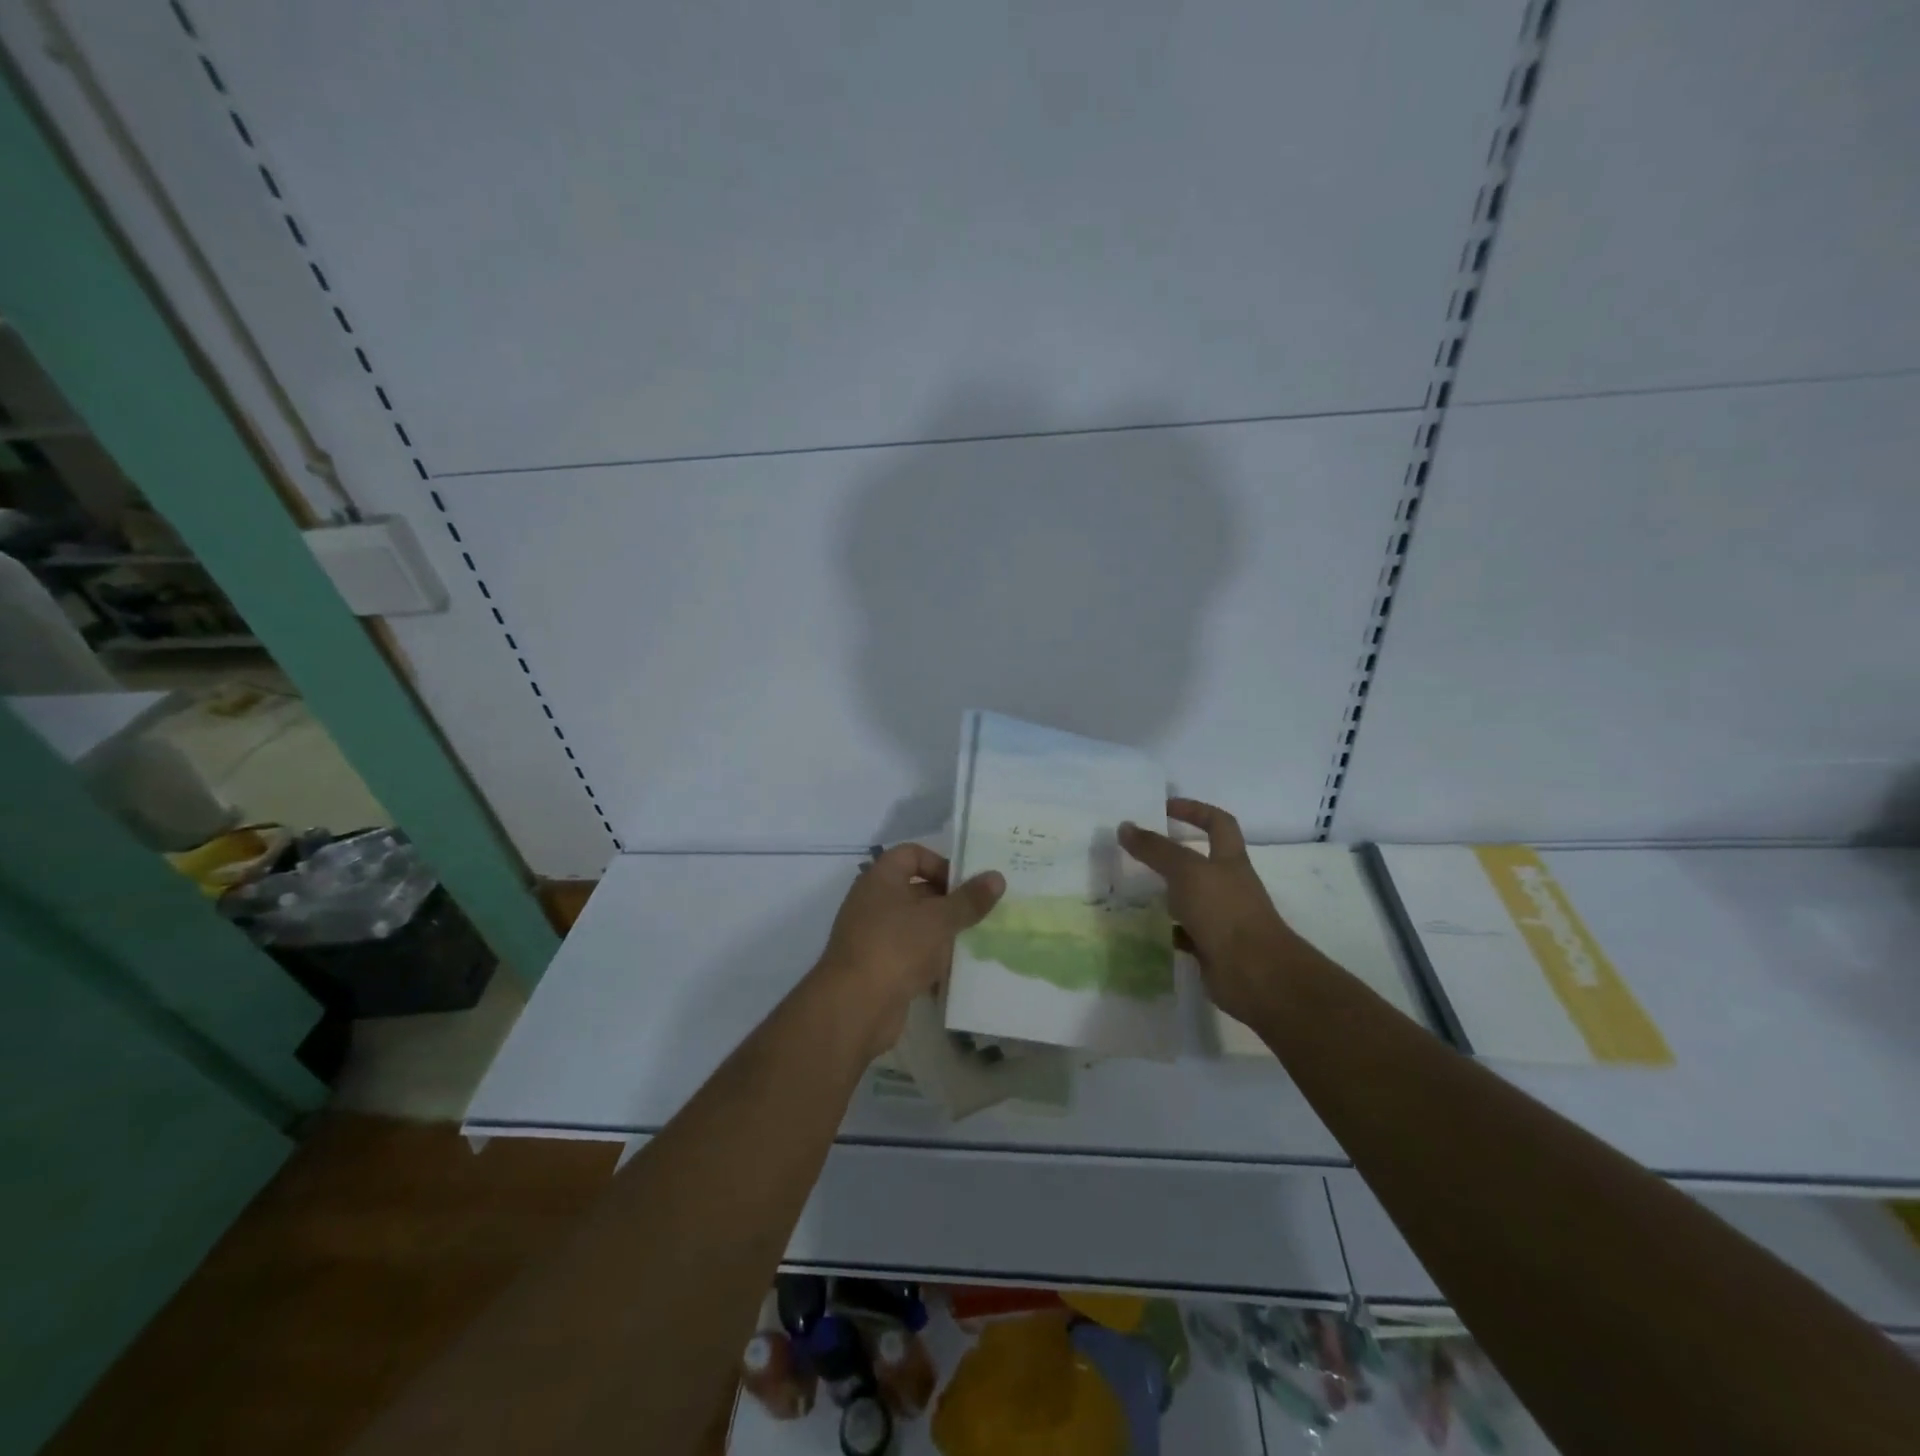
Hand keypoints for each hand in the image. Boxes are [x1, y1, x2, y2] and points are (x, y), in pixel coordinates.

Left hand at [811, 844, 1005, 1060]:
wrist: (855, 1007)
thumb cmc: (896, 947)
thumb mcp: (939, 919)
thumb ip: (969, 899)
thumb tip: (997, 877)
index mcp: (881, 879)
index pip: (912, 854)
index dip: (940, 863)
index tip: (966, 884)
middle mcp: (873, 902)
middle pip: (916, 890)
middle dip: (949, 901)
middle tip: (981, 913)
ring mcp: (874, 936)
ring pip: (916, 925)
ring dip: (943, 932)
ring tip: (975, 941)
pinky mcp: (879, 968)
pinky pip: (911, 955)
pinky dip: (931, 960)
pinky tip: (956, 972)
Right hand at [1118, 798, 1296, 1026]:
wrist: (1255, 974)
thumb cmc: (1224, 912)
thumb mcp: (1187, 872)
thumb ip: (1156, 849)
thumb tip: (1125, 826)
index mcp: (1230, 861)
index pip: (1218, 823)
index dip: (1194, 810)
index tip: (1164, 808)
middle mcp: (1229, 886)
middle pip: (1201, 861)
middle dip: (1173, 854)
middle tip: (1140, 850)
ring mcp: (1222, 918)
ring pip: (1191, 898)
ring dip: (1167, 893)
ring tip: (1134, 888)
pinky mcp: (1212, 947)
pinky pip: (1186, 932)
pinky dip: (1168, 929)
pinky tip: (1147, 927)